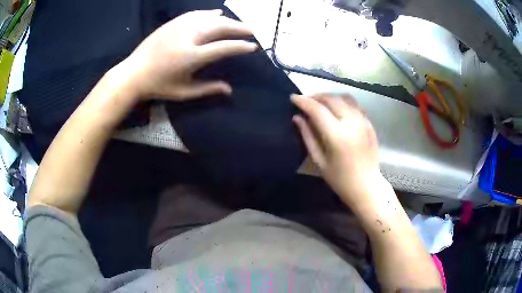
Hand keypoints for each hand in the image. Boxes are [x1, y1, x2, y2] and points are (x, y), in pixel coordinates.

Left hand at [122, 9, 257, 100]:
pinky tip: (217, 14)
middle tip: (252, 30)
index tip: (253, 46)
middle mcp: (188, 37)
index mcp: (191, 56)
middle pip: (220, 27)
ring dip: (227, 20)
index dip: (240, 46)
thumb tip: (229, 89)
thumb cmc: (159, 85)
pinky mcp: (173, 23)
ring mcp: (180, 27)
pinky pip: (196, 14)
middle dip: (239, 28)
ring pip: (209, 17)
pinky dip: (209, 13)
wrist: (134, 73)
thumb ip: (207, 88)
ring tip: (237, 24)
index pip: (223, 47)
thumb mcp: (183, 92)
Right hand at [292, 94, 383, 204]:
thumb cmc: (340, 179)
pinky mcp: (369, 123)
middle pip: (331, 99)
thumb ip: (307, 136)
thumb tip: (297, 117)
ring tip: (321, 103)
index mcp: (337, 134)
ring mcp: (363, 121)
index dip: (303, 101)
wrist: (366, 186)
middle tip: (306, 101)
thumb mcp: (319, 160)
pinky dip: (343, 102)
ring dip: (330, 97)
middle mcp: (351, 122)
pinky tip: (337, 109)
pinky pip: (355, 105)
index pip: (317, 109)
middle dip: (315, 96)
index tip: (293, 98)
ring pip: (345, 97)